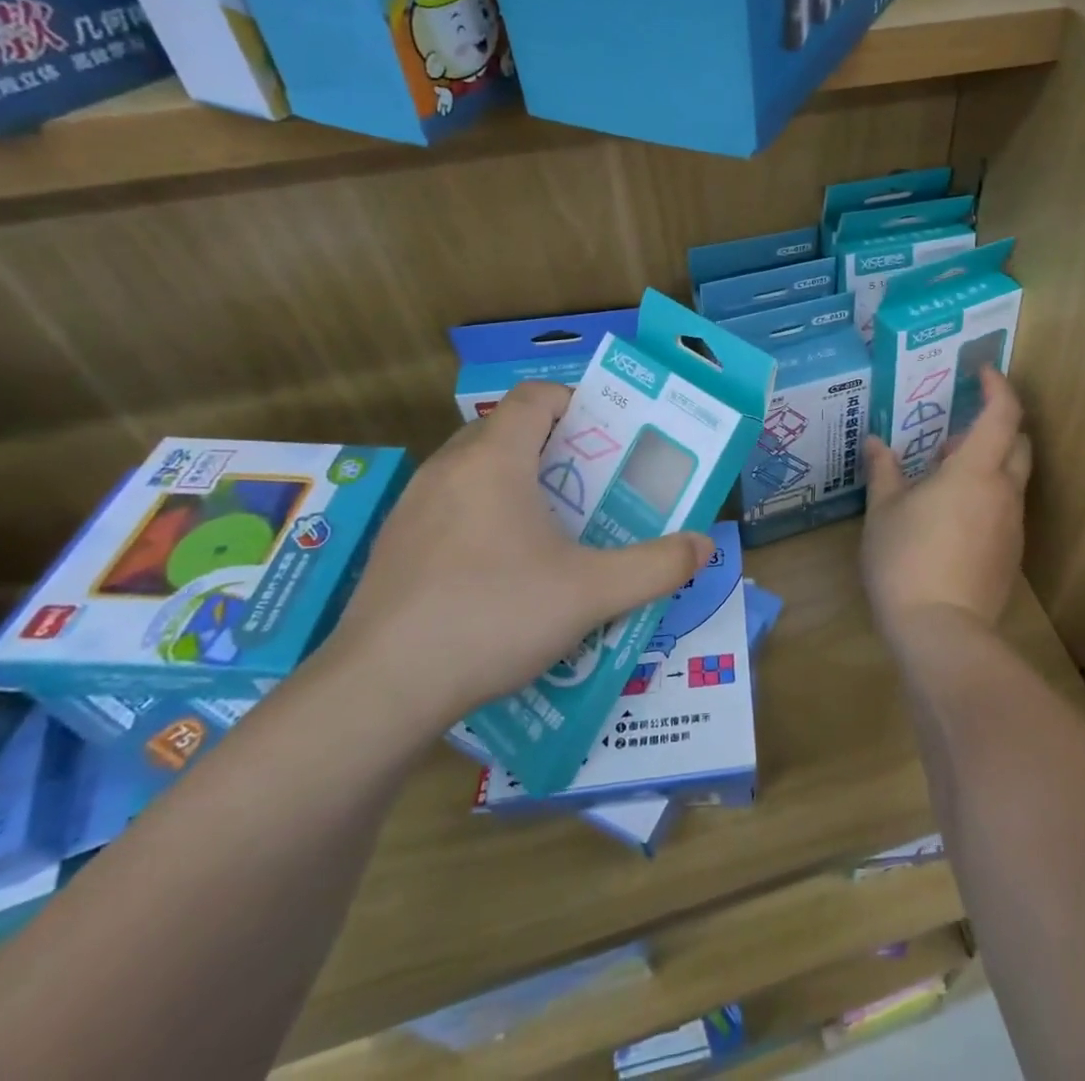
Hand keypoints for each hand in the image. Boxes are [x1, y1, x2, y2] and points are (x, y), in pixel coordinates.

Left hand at [318, 382, 712, 737]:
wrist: (380, 688)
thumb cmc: (494, 616)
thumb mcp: (591, 593)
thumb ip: (656, 566)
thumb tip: (704, 546)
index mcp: (495, 458)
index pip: (536, 396)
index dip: (576, 403)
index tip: (608, 437)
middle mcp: (449, 468)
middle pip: (507, 429)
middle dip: (554, 447)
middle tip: (592, 486)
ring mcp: (413, 506)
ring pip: (475, 469)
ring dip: (516, 482)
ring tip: (552, 529)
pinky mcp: (394, 545)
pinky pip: (449, 506)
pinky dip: (483, 516)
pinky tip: (501, 572)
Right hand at [861, 369, 1032, 652]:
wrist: (940, 632)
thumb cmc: (906, 559)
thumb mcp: (883, 510)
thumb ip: (883, 470)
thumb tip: (875, 443)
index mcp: (976, 470)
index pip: (1003, 413)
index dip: (997, 386)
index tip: (981, 372)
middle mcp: (1004, 492)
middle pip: (1018, 443)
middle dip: (993, 429)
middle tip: (952, 439)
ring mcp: (1013, 526)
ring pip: (1012, 479)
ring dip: (987, 466)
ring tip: (942, 482)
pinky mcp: (1010, 555)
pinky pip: (1005, 510)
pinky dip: (986, 498)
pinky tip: (950, 520)